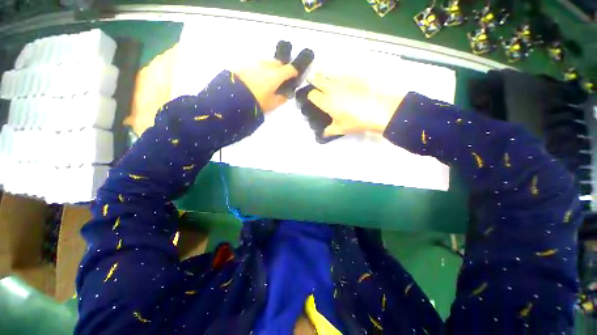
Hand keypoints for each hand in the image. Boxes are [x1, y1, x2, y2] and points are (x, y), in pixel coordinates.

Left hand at [235, 61, 298, 112]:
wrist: (231, 97)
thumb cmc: (255, 102)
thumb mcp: (271, 105)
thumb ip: (281, 99)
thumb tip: (285, 95)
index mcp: (275, 75)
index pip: (289, 69)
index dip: (294, 72)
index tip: (294, 77)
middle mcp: (266, 65)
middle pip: (278, 63)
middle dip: (281, 69)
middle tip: (280, 79)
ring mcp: (254, 62)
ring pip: (266, 63)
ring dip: (269, 69)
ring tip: (266, 80)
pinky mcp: (243, 63)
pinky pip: (255, 64)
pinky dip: (259, 69)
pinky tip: (254, 78)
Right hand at [307, 73, 403, 135]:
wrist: (379, 110)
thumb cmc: (356, 121)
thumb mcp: (341, 129)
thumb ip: (329, 131)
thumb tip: (323, 134)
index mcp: (326, 101)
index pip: (312, 94)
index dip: (311, 96)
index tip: (313, 99)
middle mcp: (332, 88)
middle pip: (318, 78)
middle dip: (314, 80)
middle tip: (315, 85)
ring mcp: (343, 80)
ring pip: (329, 74)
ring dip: (325, 77)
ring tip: (328, 83)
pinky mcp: (354, 77)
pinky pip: (342, 74)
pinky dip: (338, 77)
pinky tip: (343, 84)